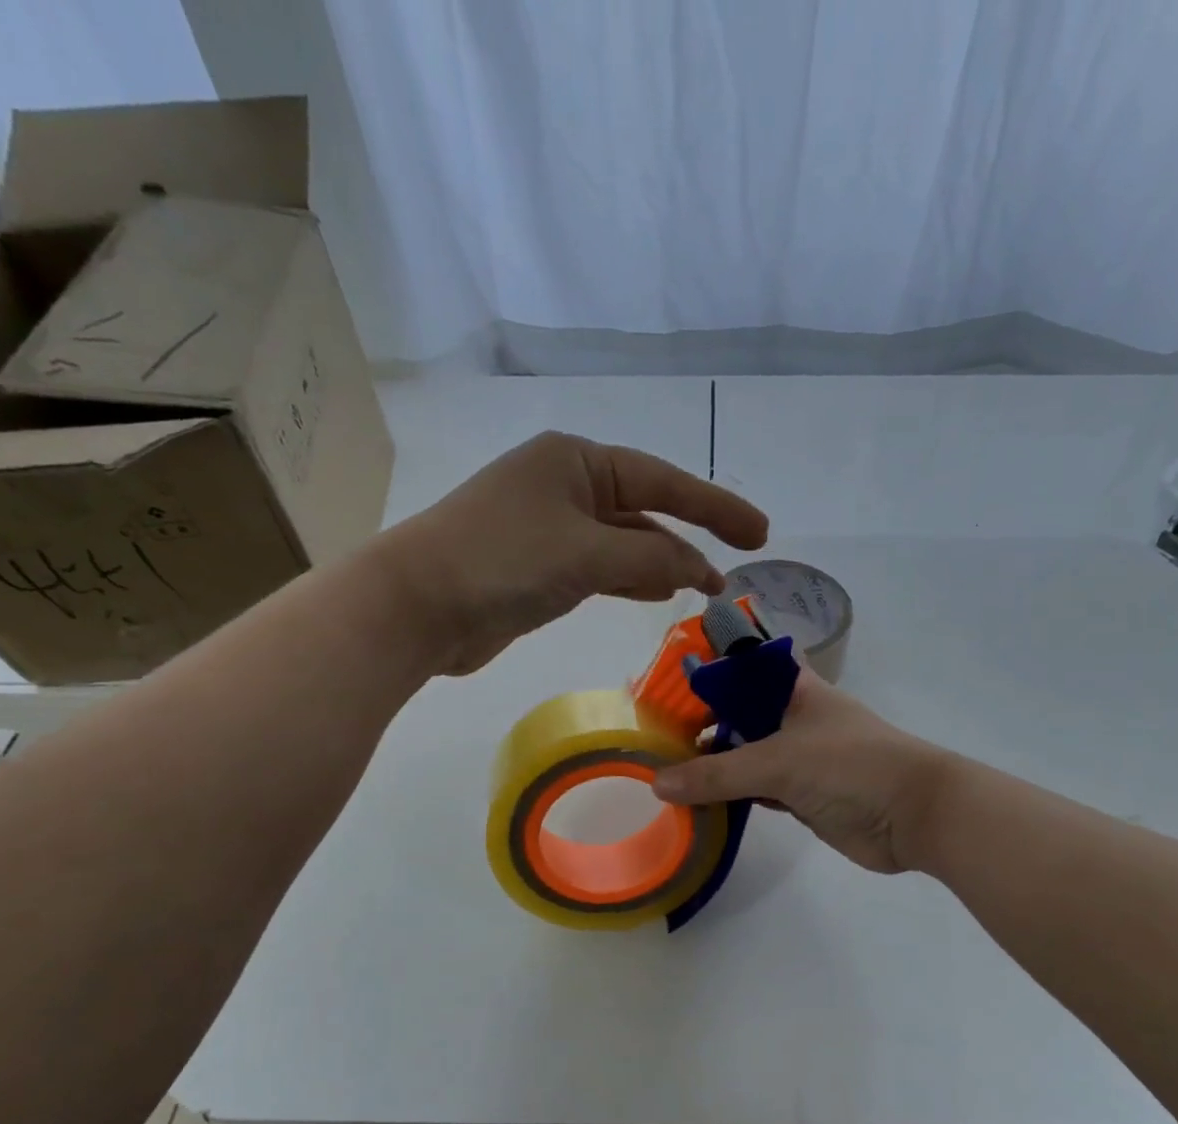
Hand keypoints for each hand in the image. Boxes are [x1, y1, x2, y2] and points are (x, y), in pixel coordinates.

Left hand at [383, 432, 768, 674]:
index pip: (663, 480)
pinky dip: (631, 578)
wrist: (418, 607)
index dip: (716, 507)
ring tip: (704, 586)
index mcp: (576, 461)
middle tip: (735, 568)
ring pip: (624, 541)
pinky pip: (601, 567)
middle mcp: (565, 486)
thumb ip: (651, 557)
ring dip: (663, 562)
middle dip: (691, 538)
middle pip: (645, 509)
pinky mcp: (539, 566)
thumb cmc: (502, 561)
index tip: (758, 534)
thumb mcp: (587, 553)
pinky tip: (658, 592)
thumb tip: (696, 568)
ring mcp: (550, 527)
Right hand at [651, 667, 951, 873]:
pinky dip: (729, 796)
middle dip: (699, 726)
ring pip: (744, 756)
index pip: (740, 669)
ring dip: (712, 765)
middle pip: (737, 715)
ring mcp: (798, 758)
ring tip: (662, 772)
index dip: (704, 673)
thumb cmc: (850, 766)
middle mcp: (793, 718)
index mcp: (793, 689)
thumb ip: (716, 773)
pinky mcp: (801, 796)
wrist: (914, 815)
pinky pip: (755, 790)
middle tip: (651, 739)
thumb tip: (657, 783)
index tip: (661, 687)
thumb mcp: (778, 762)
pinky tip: (696, 803)